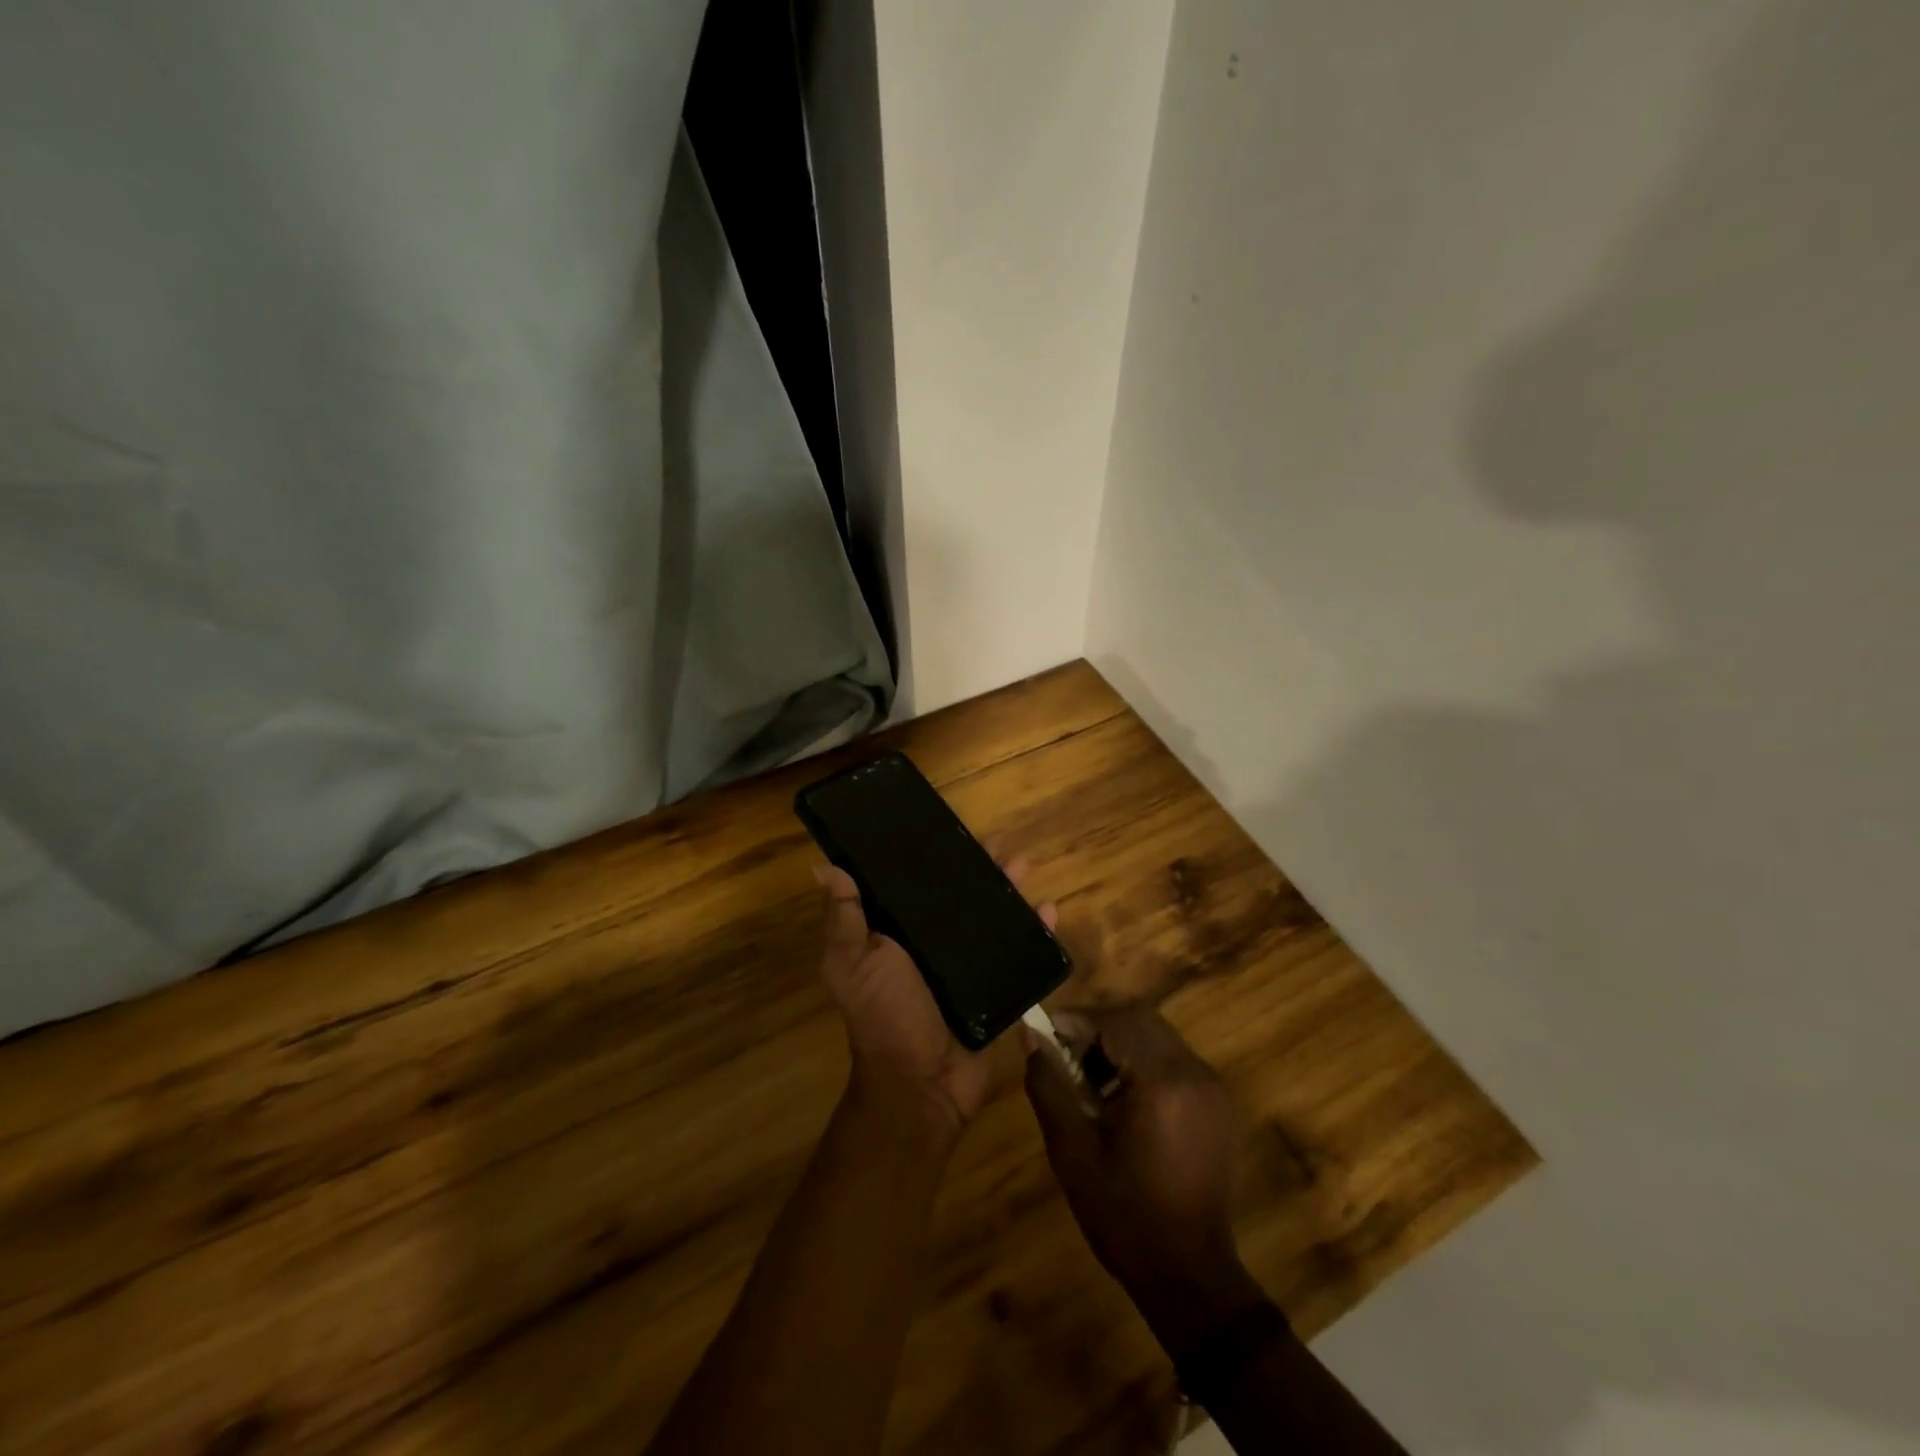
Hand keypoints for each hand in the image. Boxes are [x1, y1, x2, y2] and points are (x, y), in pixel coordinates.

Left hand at [815, 849, 1057, 1142]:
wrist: (923, 1083)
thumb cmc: (884, 1014)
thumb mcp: (852, 961)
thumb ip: (844, 917)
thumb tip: (824, 866)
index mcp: (898, 933)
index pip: (914, 884)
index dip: (929, 857)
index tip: (945, 828)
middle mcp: (934, 943)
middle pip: (960, 895)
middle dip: (979, 867)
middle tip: (996, 842)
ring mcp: (970, 964)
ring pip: (994, 915)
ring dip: (1009, 889)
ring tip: (1024, 865)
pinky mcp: (999, 985)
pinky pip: (1022, 951)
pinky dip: (1038, 929)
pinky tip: (1049, 909)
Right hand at [1025, 1005, 1266, 1346]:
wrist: (1190, 1276)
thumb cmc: (1124, 1216)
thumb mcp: (1073, 1152)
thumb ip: (1049, 1086)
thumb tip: (1031, 1038)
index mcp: (1162, 1082)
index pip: (1115, 1022)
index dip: (1076, 1020)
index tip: (1043, 1031)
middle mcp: (1194, 1073)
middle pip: (1139, 1020)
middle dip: (1097, 1027)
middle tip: (1062, 1051)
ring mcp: (1211, 1086)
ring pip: (1156, 1035)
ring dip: (1118, 1042)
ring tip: (1086, 1075)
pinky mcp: (1215, 1102)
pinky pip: (1172, 1058)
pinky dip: (1140, 1060)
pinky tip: (1117, 1093)